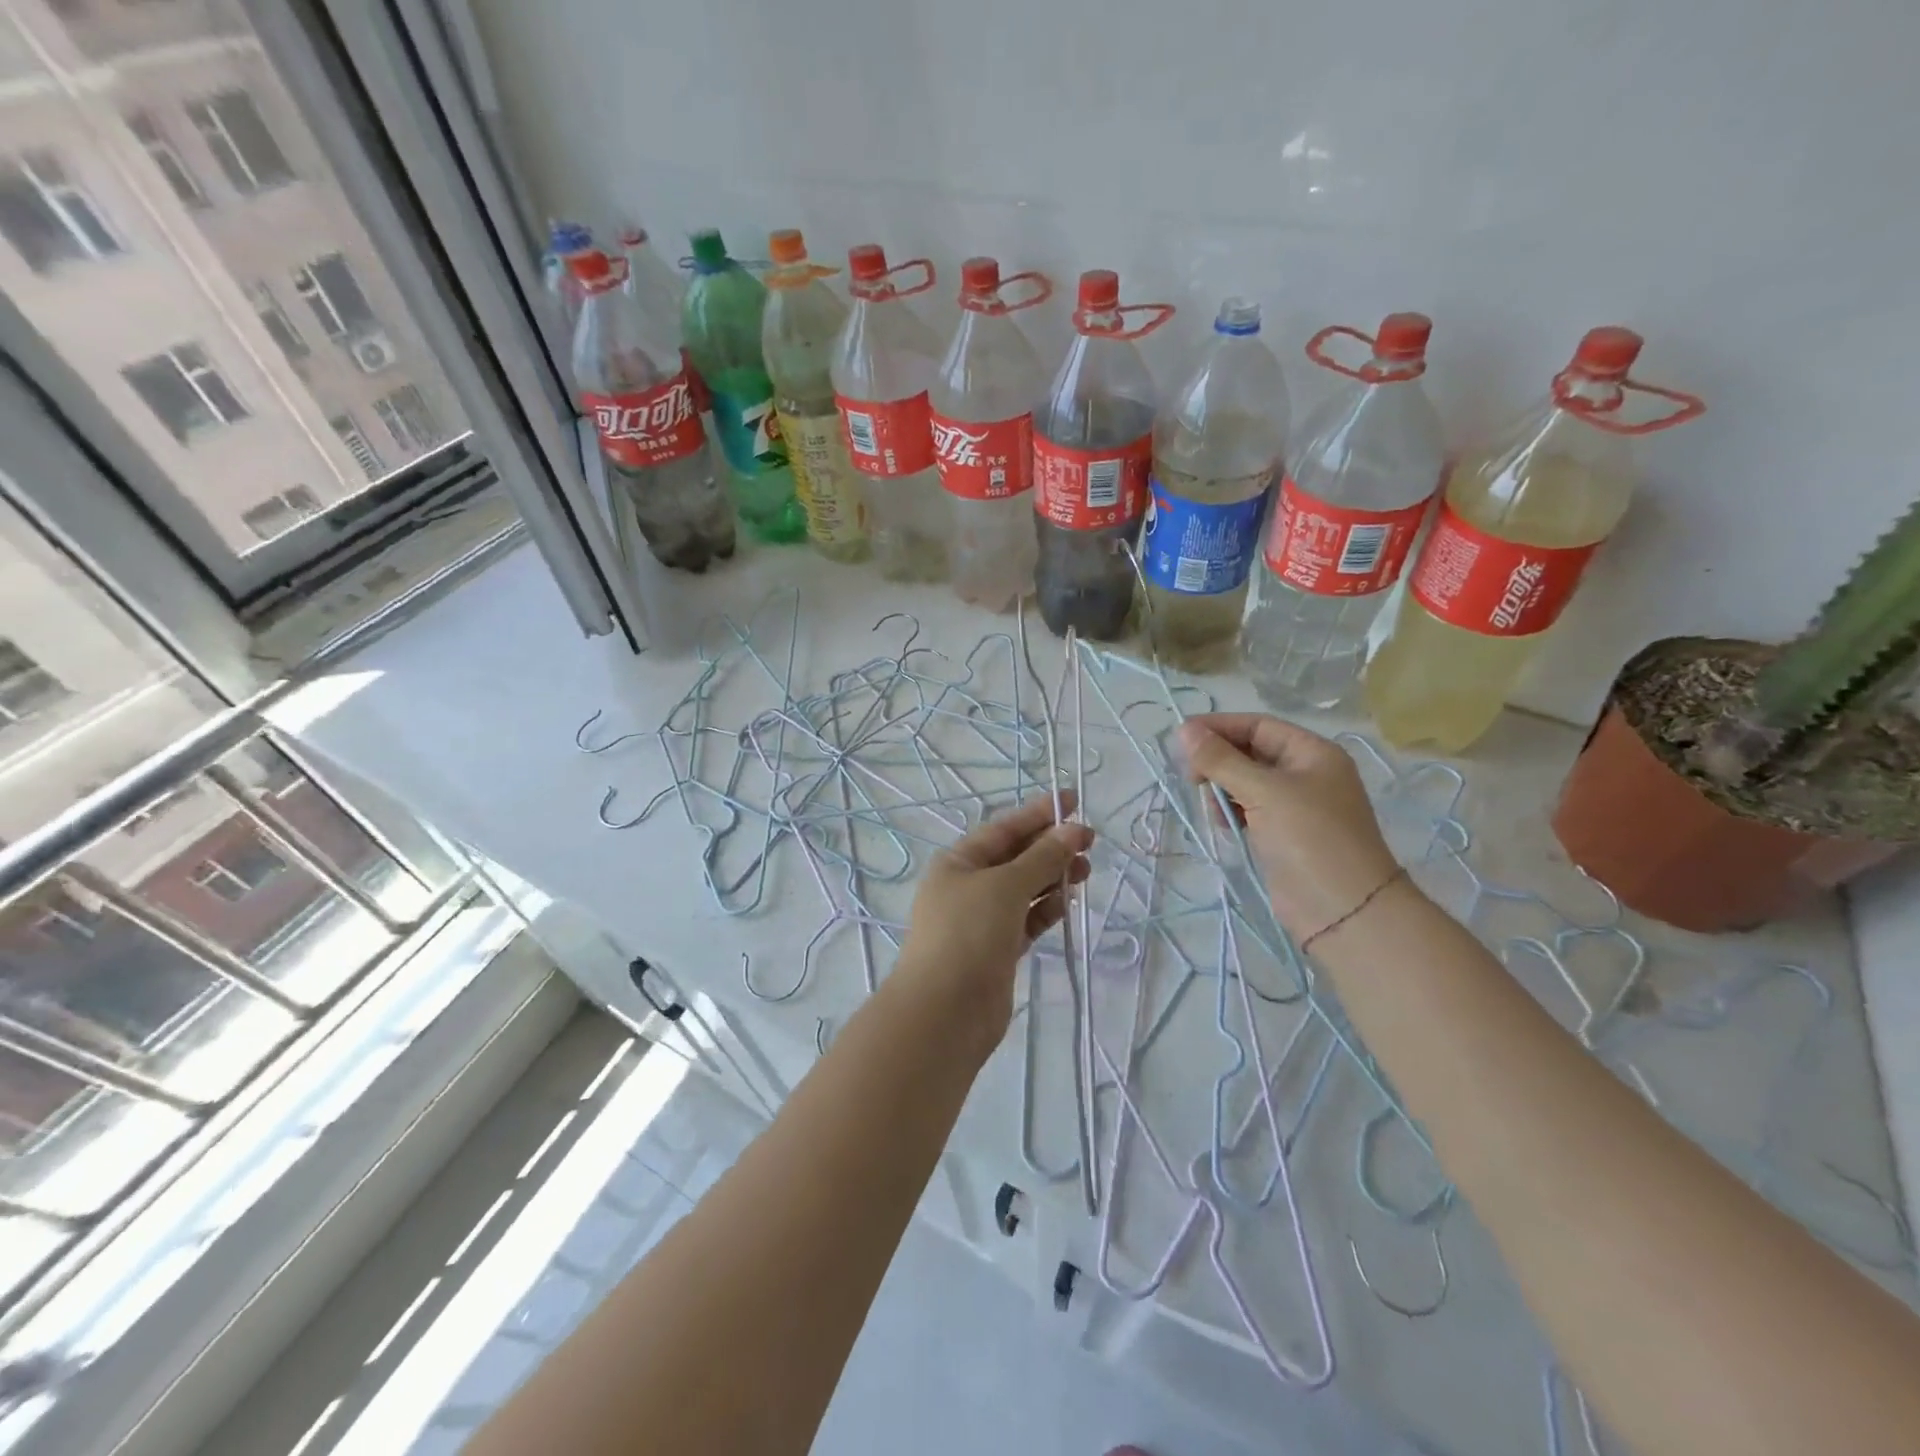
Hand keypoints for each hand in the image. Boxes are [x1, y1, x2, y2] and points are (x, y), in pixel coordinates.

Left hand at [896, 791, 1093, 1044]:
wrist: (945, 1011)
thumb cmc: (969, 933)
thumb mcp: (1006, 885)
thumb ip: (1042, 858)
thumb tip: (1073, 830)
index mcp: (959, 862)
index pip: (1004, 828)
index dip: (1039, 813)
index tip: (1073, 800)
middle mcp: (968, 886)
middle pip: (1016, 857)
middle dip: (1051, 846)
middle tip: (1090, 841)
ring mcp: (982, 920)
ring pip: (1024, 889)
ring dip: (1054, 877)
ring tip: (1087, 869)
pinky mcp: (998, 950)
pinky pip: (1027, 919)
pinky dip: (1047, 908)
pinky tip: (1069, 901)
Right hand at [1177, 714, 1402, 942]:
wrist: (1344, 911)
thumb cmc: (1310, 839)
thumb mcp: (1264, 792)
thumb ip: (1221, 760)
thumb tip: (1184, 730)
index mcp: (1312, 753)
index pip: (1258, 726)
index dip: (1219, 727)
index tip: (1181, 738)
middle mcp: (1306, 773)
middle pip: (1250, 752)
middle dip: (1219, 761)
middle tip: (1192, 778)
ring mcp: (1295, 805)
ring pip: (1245, 782)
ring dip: (1222, 788)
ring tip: (1213, 808)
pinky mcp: (1283, 833)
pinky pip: (1249, 809)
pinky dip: (1231, 811)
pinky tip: (1224, 824)